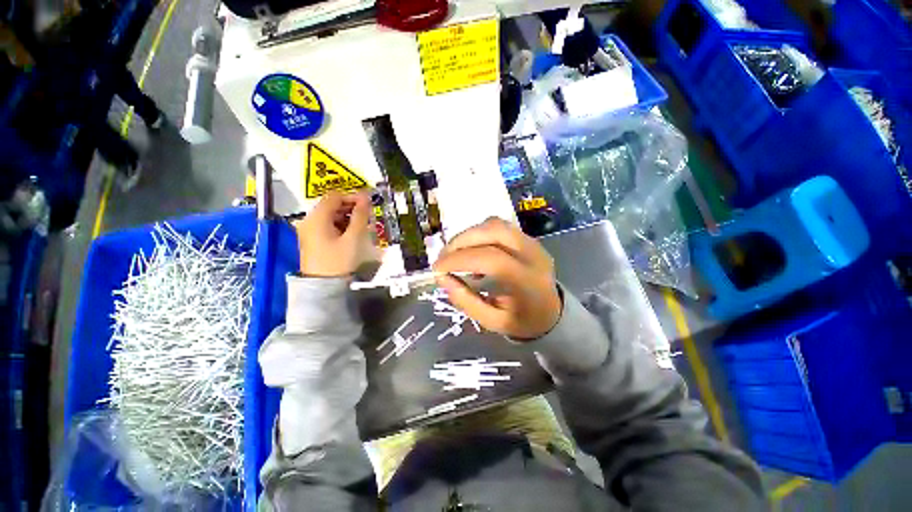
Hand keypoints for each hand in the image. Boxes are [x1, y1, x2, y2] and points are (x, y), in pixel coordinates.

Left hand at [295, 191, 371, 276]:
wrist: (323, 286)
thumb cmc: (339, 260)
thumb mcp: (353, 237)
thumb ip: (360, 216)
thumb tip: (366, 198)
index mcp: (317, 217)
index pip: (335, 196)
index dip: (353, 196)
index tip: (368, 203)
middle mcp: (309, 220)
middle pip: (331, 205)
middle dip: (351, 207)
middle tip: (367, 215)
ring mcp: (309, 230)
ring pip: (330, 215)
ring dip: (347, 217)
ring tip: (362, 225)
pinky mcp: (312, 240)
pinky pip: (328, 225)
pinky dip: (341, 225)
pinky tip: (352, 233)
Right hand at [433, 217, 561, 339]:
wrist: (552, 313)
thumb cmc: (522, 321)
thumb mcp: (491, 321)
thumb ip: (466, 300)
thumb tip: (442, 278)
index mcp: (527, 281)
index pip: (490, 259)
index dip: (459, 259)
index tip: (437, 269)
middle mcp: (533, 255)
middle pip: (494, 231)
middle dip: (461, 240)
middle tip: (443, 257)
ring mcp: (533, 243)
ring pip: (496, 224)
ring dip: (469, 234)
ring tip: (454, 252)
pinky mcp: (528, 238)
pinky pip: (500, 227)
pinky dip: (479, 233)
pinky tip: (471, 249)